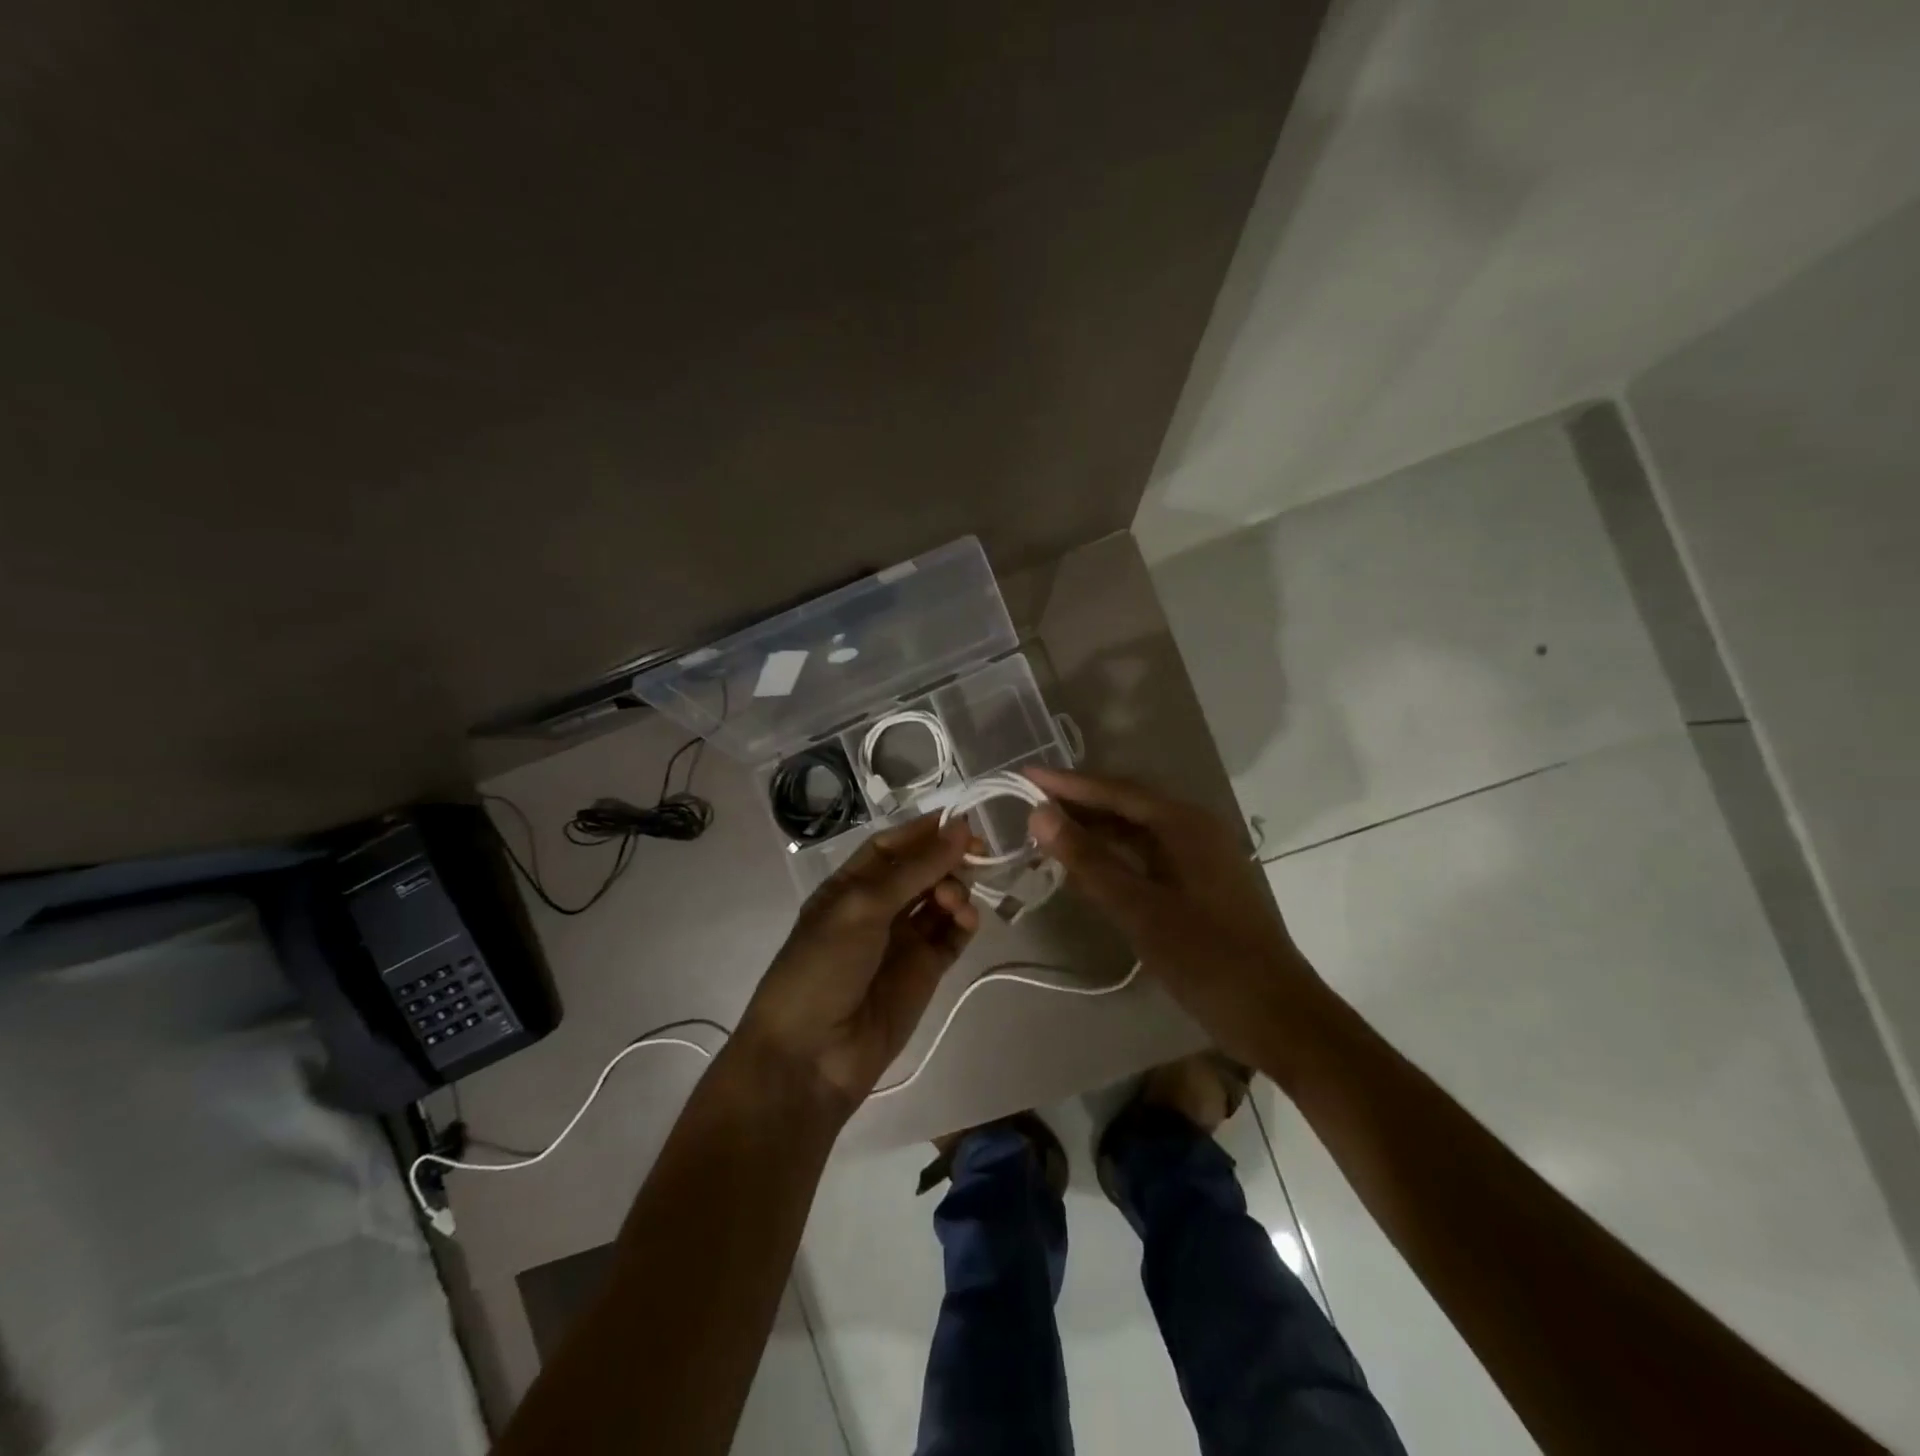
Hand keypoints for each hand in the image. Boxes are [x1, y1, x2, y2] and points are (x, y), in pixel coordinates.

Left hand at [733, 814, 978, 1115]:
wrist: (812, 1055)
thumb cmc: (823, 967)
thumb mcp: (862, 908)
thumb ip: (915, 869)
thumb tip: (960, 828)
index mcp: (849, 886)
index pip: (891, 846)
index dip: (923, 831)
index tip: (960, 820)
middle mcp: (877, 908)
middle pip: (921, 870)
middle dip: (947, 858)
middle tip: (977, 853)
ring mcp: (902, 940)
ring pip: (940, 900)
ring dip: (955, 889)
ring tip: (955, 900)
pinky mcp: (925, 971)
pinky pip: (951, 936)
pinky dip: (964, 923)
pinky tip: (966, 919)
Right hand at [1023, 767, 1322, 1058]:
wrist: (1277, 1014)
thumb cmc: (1206, 959)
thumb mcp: (1138, 909)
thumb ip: (1087, 860)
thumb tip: (1039, 814)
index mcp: (1184, 824)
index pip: (1115, 790)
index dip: (1067, 784)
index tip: (1024, 776)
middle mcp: (1195, 828)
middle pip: (1127, 803)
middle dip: (1078, 803)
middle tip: (1029, 804)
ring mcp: (1201, 855)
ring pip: (1137, 830)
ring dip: (1095, 829)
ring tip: (1048, 832)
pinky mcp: (1201, 881)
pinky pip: (1148, 853)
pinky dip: (1115, 854)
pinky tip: (1088, 866)